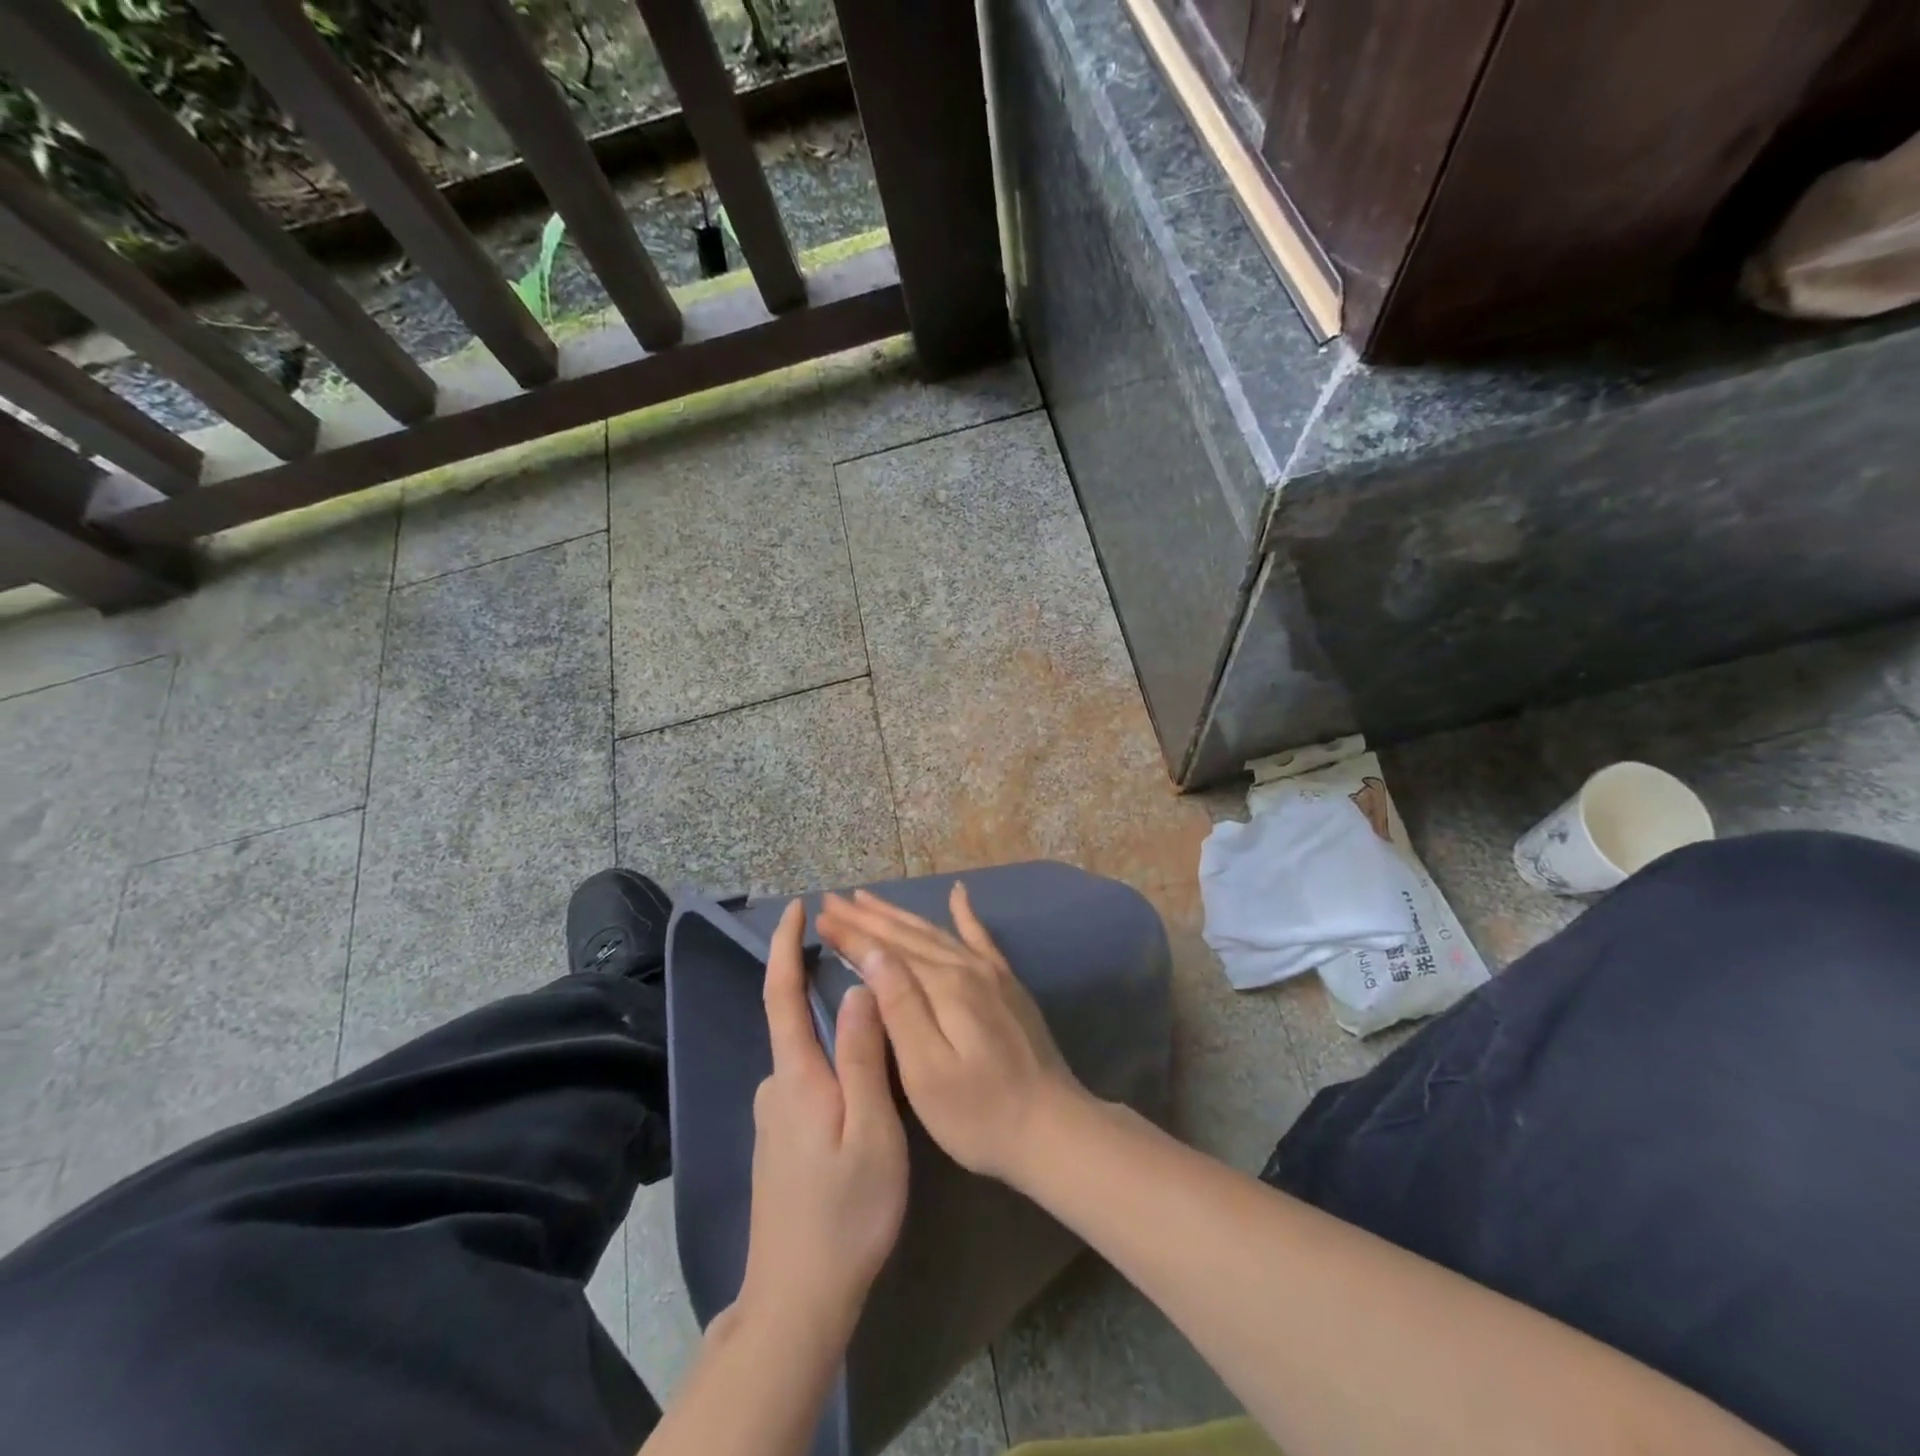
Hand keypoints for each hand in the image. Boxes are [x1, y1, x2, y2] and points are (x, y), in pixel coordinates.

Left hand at [737, 900, 907, 1337]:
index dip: (784, 946)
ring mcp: (774, 1115)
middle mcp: (776, 1085)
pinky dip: (832, 1063)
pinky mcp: (780, 1139)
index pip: (781, 993)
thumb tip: (858, 987)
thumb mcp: (872, 1129)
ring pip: (808, 1055)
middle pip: (794, 1019)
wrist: (797, 1299)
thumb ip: (864, 1056)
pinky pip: (808, 1080)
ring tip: (880, 1029)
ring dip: (833, 1030)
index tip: (795, 907)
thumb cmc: (846, 1211)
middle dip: (818, 983)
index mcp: (796, 1076)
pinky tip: (862, 1086)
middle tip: (863, 964)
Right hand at [815, 883, 1088, 1189]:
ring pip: (935, 932)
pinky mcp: (1007, 984)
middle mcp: (966, 968)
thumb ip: (900, 1007)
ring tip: (869, 899)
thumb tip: (873, 954)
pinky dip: (965, 913)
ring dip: (899, 915)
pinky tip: (959, 893)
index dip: (851, 934)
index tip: (821, 917)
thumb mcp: (927, 1072)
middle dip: (867, 917)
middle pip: (907, 935)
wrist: (1054, 1129)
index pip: (885, 951)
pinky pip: (980, 937)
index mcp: (942, 988)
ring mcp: (991, 973)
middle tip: (833, 900)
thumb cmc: (979, 1114)